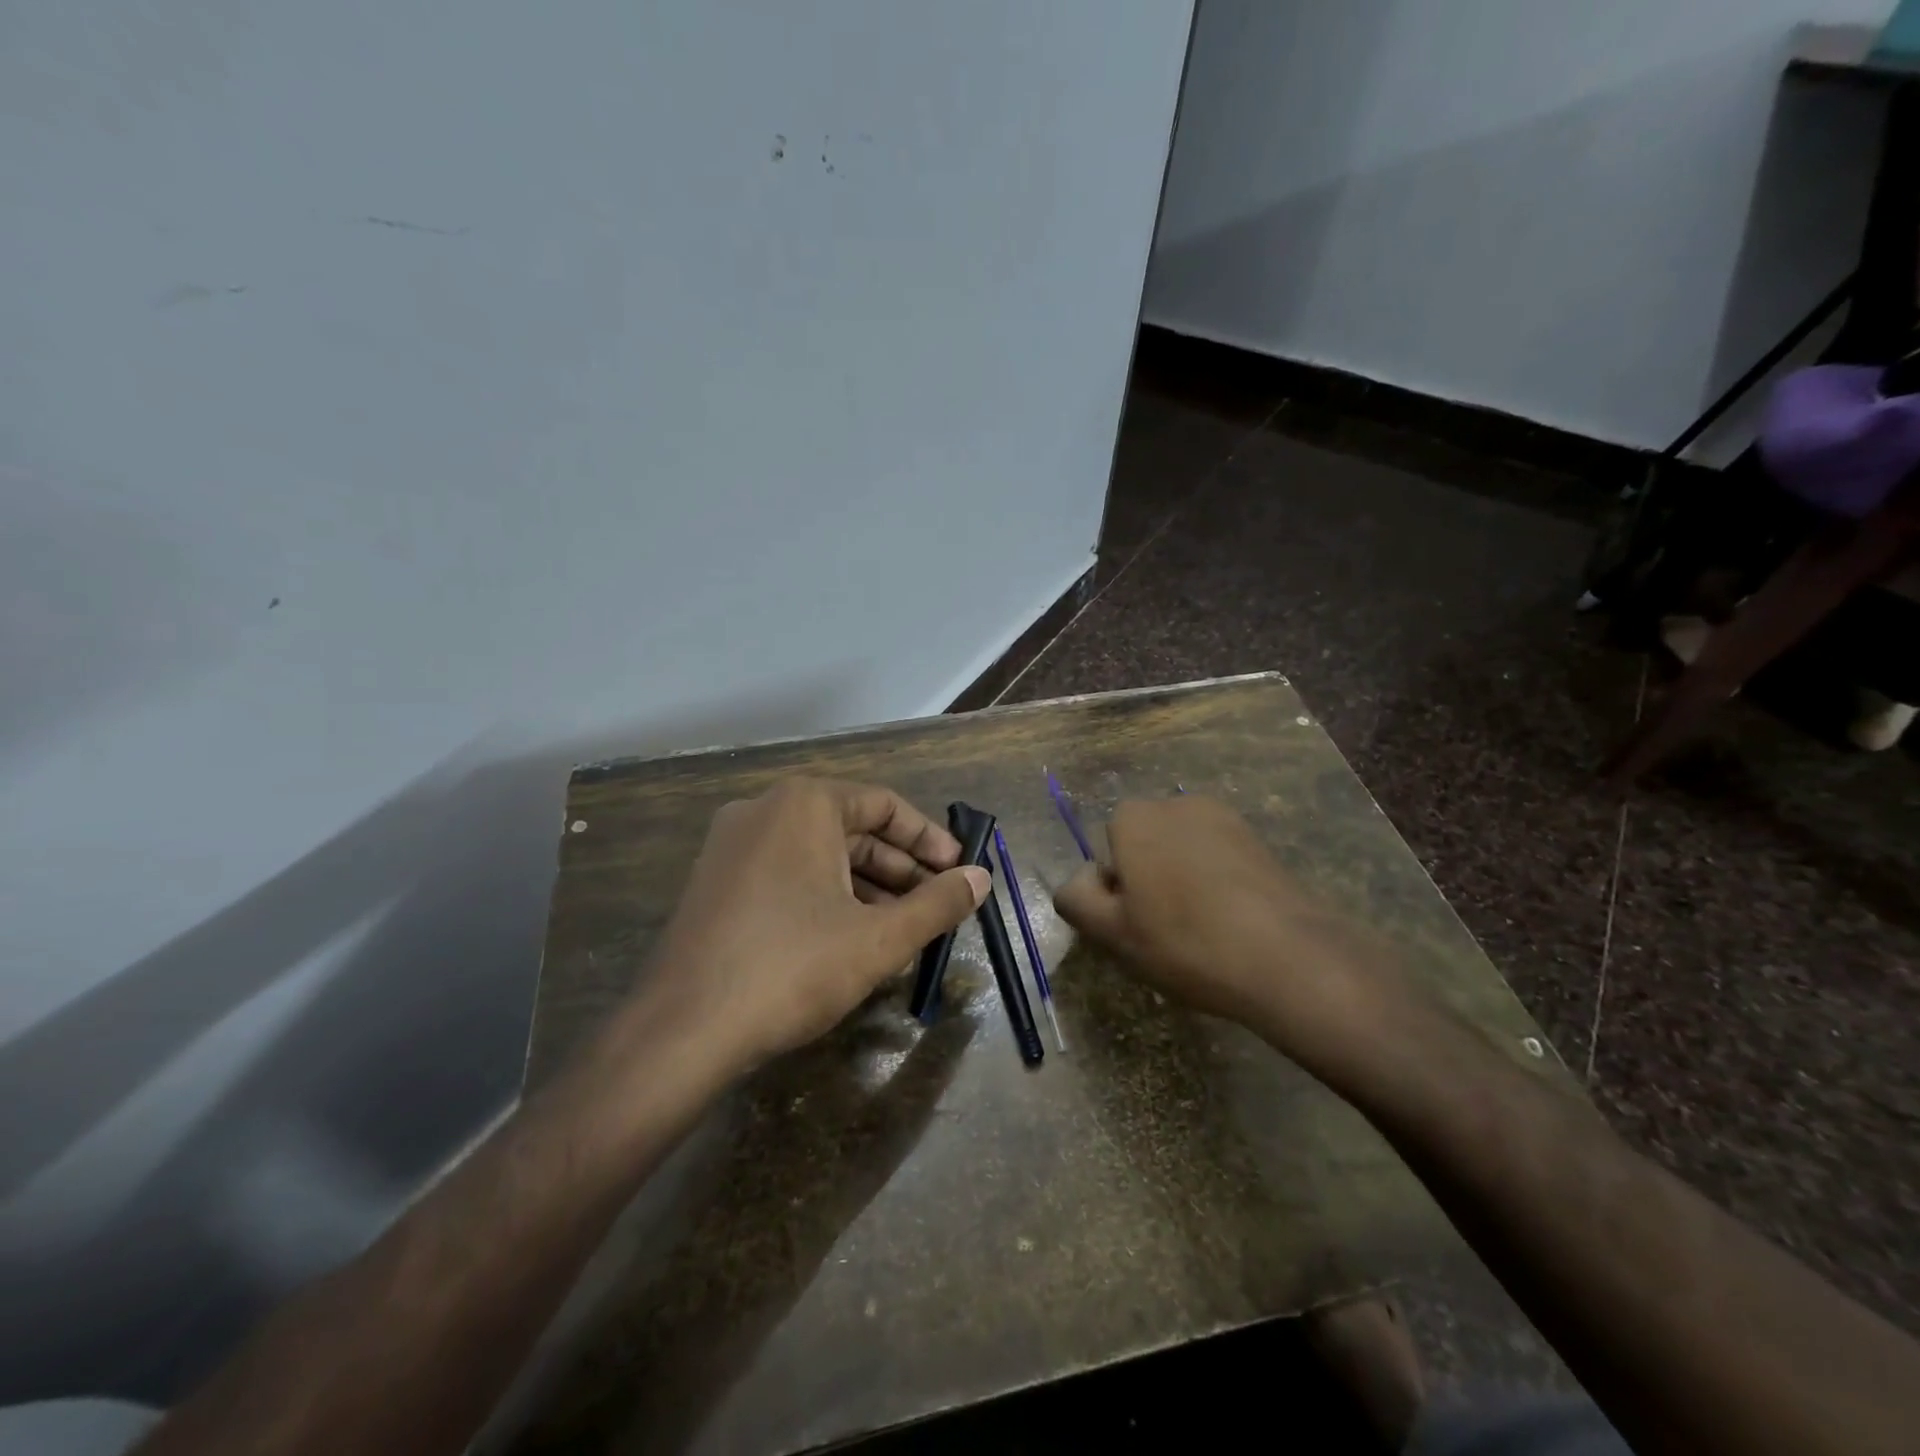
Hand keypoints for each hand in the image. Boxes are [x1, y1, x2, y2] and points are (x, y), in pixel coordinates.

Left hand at [637, 778, 989, 1077]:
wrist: (682, 1031)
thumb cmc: (792, 968)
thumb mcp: (879, 938)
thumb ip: (938, 904)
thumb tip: (982, 878)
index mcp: (805, 805)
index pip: (885, 805)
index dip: (930, 839)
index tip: (959, 871)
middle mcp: (764, 810)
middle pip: (852, 829)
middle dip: (900, 869)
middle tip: (935, 906)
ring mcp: (732, 846)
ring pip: (819, 856)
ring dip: (866, 888)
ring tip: (901, 931)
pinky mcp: (715, 883)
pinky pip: (787, 875)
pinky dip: (826, 897)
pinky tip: (850, 940)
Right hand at [1052, 797, 1396, 1062]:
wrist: (1288, 956)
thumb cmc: (1185, 942)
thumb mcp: (1112, 933)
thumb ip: (1076, 900)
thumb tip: (1080, 881)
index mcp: (1133, 818)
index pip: (1104, 855)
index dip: (1114, 895)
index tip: (1136, 929)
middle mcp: (1174, 804)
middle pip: (1142, 848)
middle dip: (1146, 883)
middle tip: (1164, 934)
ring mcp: (1221, 817)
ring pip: (1180, 853)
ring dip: (1180, 882)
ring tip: (1202, 931)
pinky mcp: (1256, 838)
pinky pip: (1216, 858)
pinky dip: (1214, 882)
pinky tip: (1231, 922)